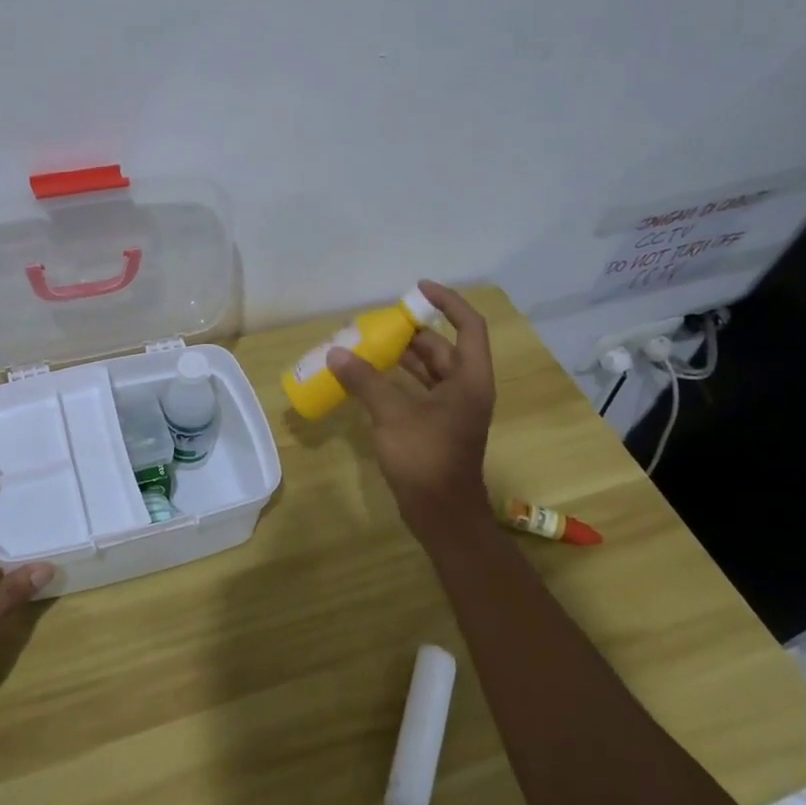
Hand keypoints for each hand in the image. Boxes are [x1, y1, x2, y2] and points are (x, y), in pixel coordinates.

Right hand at [327, 281, 496, 545]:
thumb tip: (336, 353)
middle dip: (411, 332)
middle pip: (442, 347)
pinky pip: (418, 391)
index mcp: (469, 380)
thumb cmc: (426, 460)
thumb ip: (365, 381)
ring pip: (428, 370)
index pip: (468, 326)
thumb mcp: (393, 416)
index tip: (417, 289)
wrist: (442, 515)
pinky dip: (397, 380)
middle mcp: (466, 389)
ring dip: (401, 356)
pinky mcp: (437, 426)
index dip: (447, 302)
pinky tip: (369, 378)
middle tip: (377, 322)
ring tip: (367, 344)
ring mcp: (452, 410)